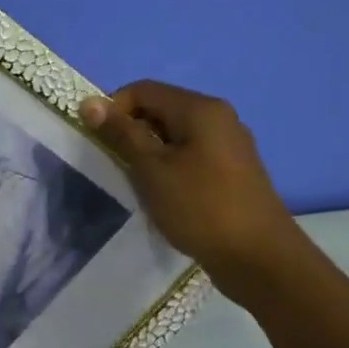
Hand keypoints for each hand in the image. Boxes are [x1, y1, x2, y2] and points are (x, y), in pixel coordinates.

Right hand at [82, 81, 299, 289]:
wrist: (258, 257)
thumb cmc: (199, 207)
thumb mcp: (151, 169)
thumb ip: (121, 134)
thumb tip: (89, 103)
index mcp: (200, 109)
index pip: (143, 90)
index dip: (112, 108)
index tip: (96, 140)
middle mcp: (219, 117)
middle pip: (160, 108)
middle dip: (130, 130)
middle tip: (113, 163)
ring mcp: (229, 144)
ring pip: (174, 134)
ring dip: (148, 151)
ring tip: (136, 181)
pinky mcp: (232, 170)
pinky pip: (190, 153)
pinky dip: (168, 165)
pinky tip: (163, 193)